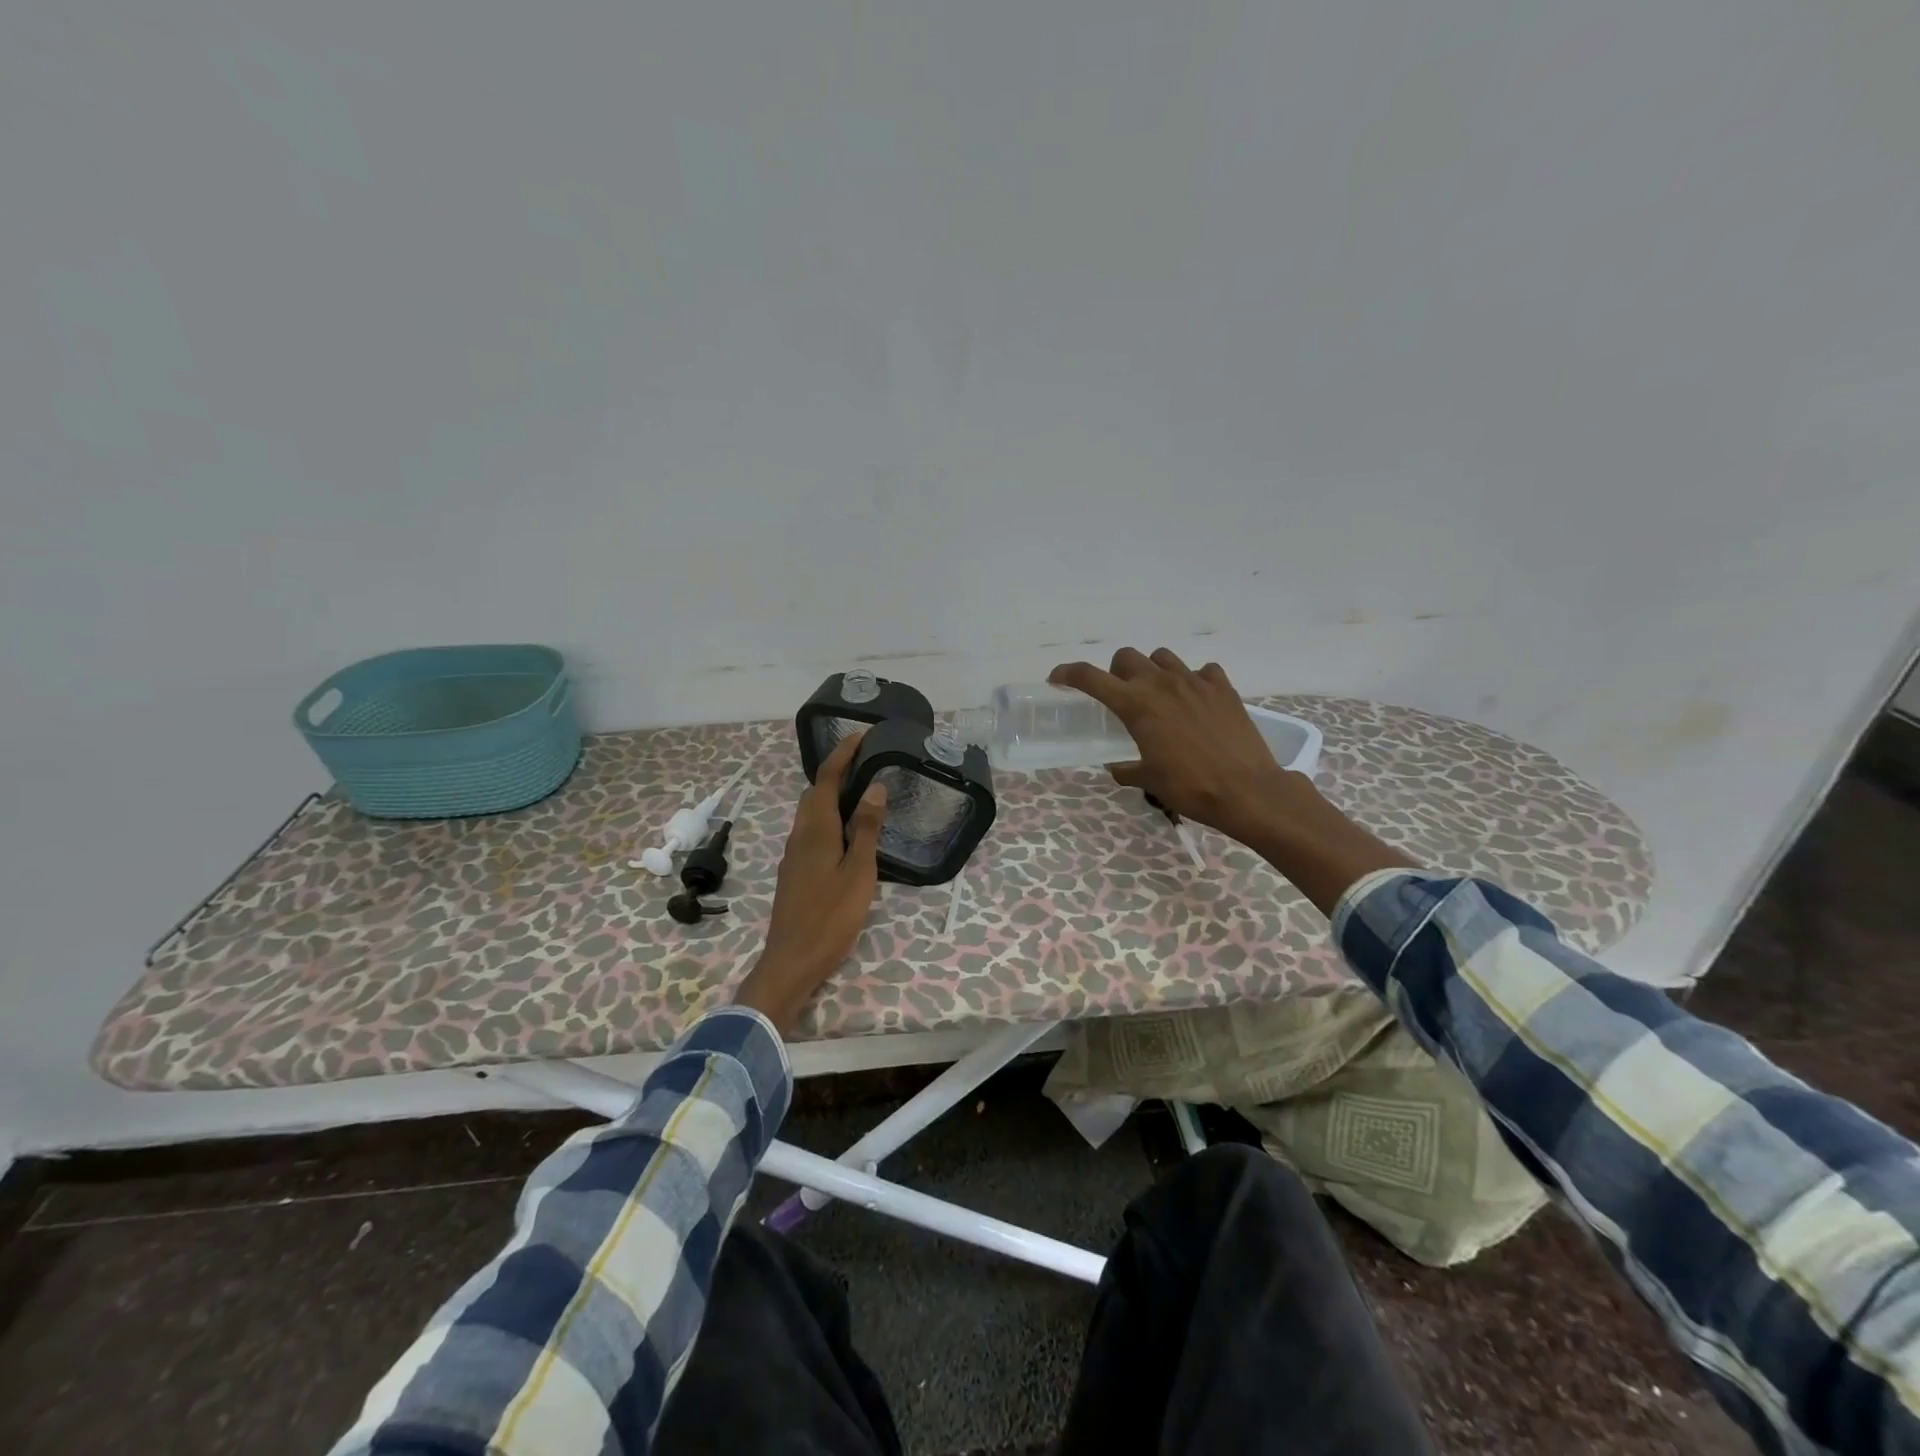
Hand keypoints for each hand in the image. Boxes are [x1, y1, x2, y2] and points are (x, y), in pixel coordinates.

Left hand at [733, 732, 888, 1034]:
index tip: (862, 735)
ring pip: (811, 813)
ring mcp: (794, 855)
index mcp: (814, 829)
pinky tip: (848, 832)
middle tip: (868, 762)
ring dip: (832, 795)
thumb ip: (865, 828)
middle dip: (836, 771)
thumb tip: (873, 786)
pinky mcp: (795, 872)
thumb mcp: (858, 872)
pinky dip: (830, 818)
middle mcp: (799, 835)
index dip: (842, 754)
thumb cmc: (830, 916)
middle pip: (814, 793)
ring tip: (863, 791)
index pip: (825, 779)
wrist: (792, 961)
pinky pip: (812, 831)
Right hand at [1052, 646, 1414, 910]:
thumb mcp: (1149, 781)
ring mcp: (1195, 681)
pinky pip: (1202, 671)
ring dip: (1152, 670)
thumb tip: (1118, 767)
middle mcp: (1161, 683)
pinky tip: (1196, 701)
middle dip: (1116, 672)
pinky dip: (1193, 680)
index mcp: (1136, 705)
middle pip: (1126, 657)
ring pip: (1162, 657)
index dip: (1068, 674)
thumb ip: (1127, 768)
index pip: (1090, 677)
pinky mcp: (1222, 687)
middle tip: (1120, 696)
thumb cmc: (1190, 788)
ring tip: (1158, 695)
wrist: (1247, 791)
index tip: (1057, 679)